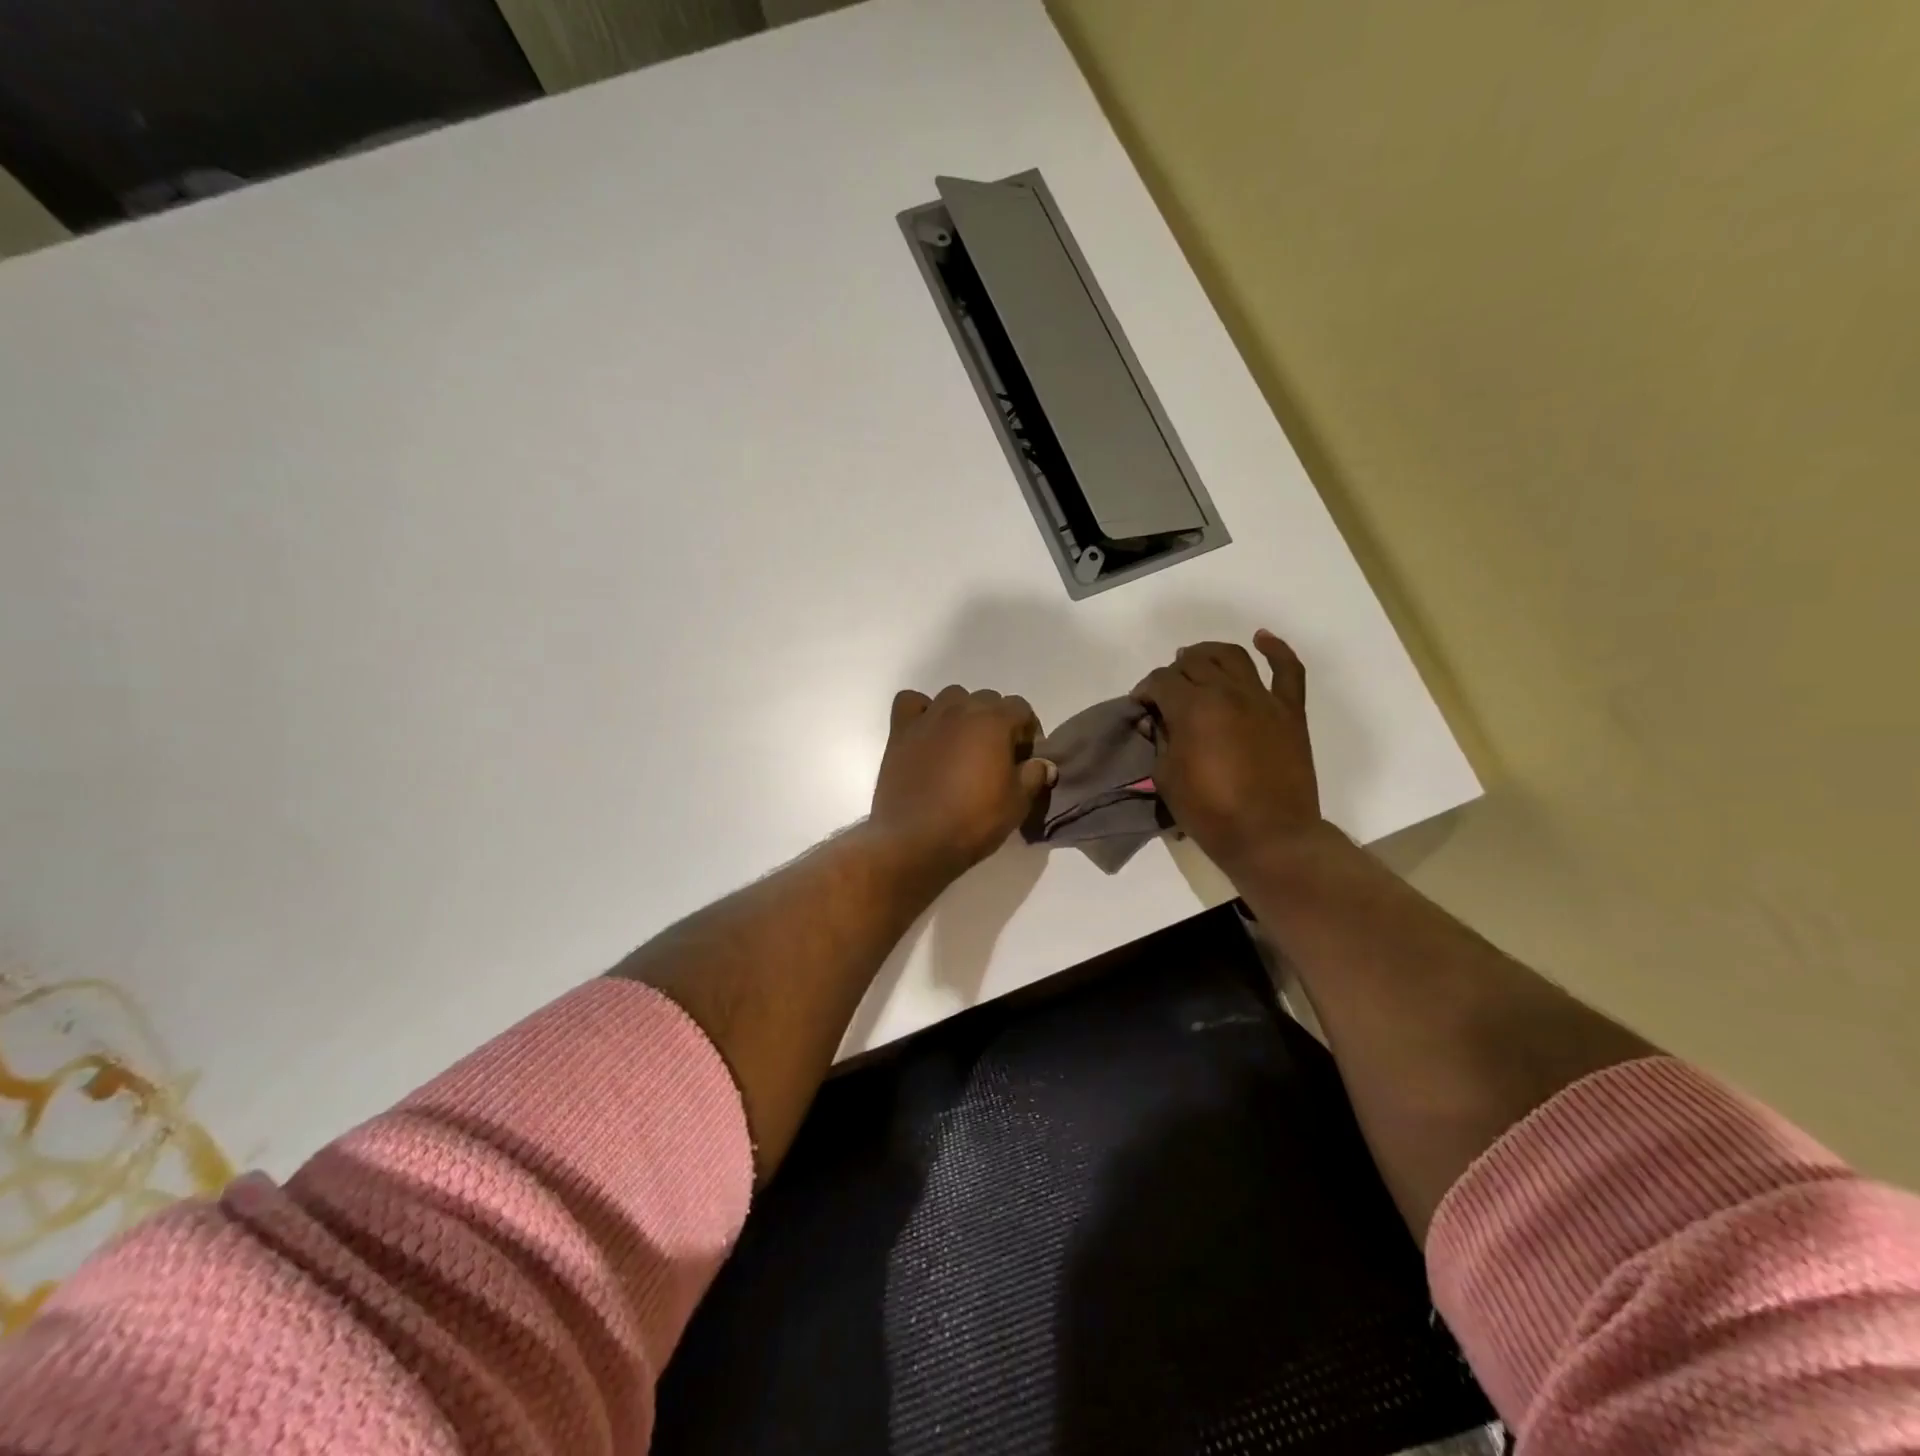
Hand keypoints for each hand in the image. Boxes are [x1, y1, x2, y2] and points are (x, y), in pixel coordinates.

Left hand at [868, 686, 1056, 880]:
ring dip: (962, 714)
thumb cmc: (972, 821)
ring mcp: (927, 718)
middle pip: (987, 699)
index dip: (1028, 732)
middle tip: (996, 756)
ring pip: (952, 697)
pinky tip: (927, 733)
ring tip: (962, 745)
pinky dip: (922, 711)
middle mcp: (961, 709)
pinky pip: (912, 703)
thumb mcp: (1017, 804)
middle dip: (997, 722)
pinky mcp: (900, 732)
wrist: (915, 841)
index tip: (1025, 758)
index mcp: (994, 722)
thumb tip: (1044, 764)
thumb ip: (1034, 776)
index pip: (1021, 708)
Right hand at [1131, 630, 1321, 872]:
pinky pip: (1287, 670)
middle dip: (1174, 672)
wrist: (1269, 836)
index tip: (1141, 705)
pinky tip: (1261, 639)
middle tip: (1167, 691)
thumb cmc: (1210, 813)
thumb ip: (1161, 740)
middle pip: (1194, 662)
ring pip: (1232, 656)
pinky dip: (1276, 649)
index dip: (1146, 690)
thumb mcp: (1166, 778)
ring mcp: (1262, 698)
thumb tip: (1159, 721)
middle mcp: (1226, 692)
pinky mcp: (1289, 711)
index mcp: (1192, 708)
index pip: (1161, 681)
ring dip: (1210, 653)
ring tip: (1198, 660)